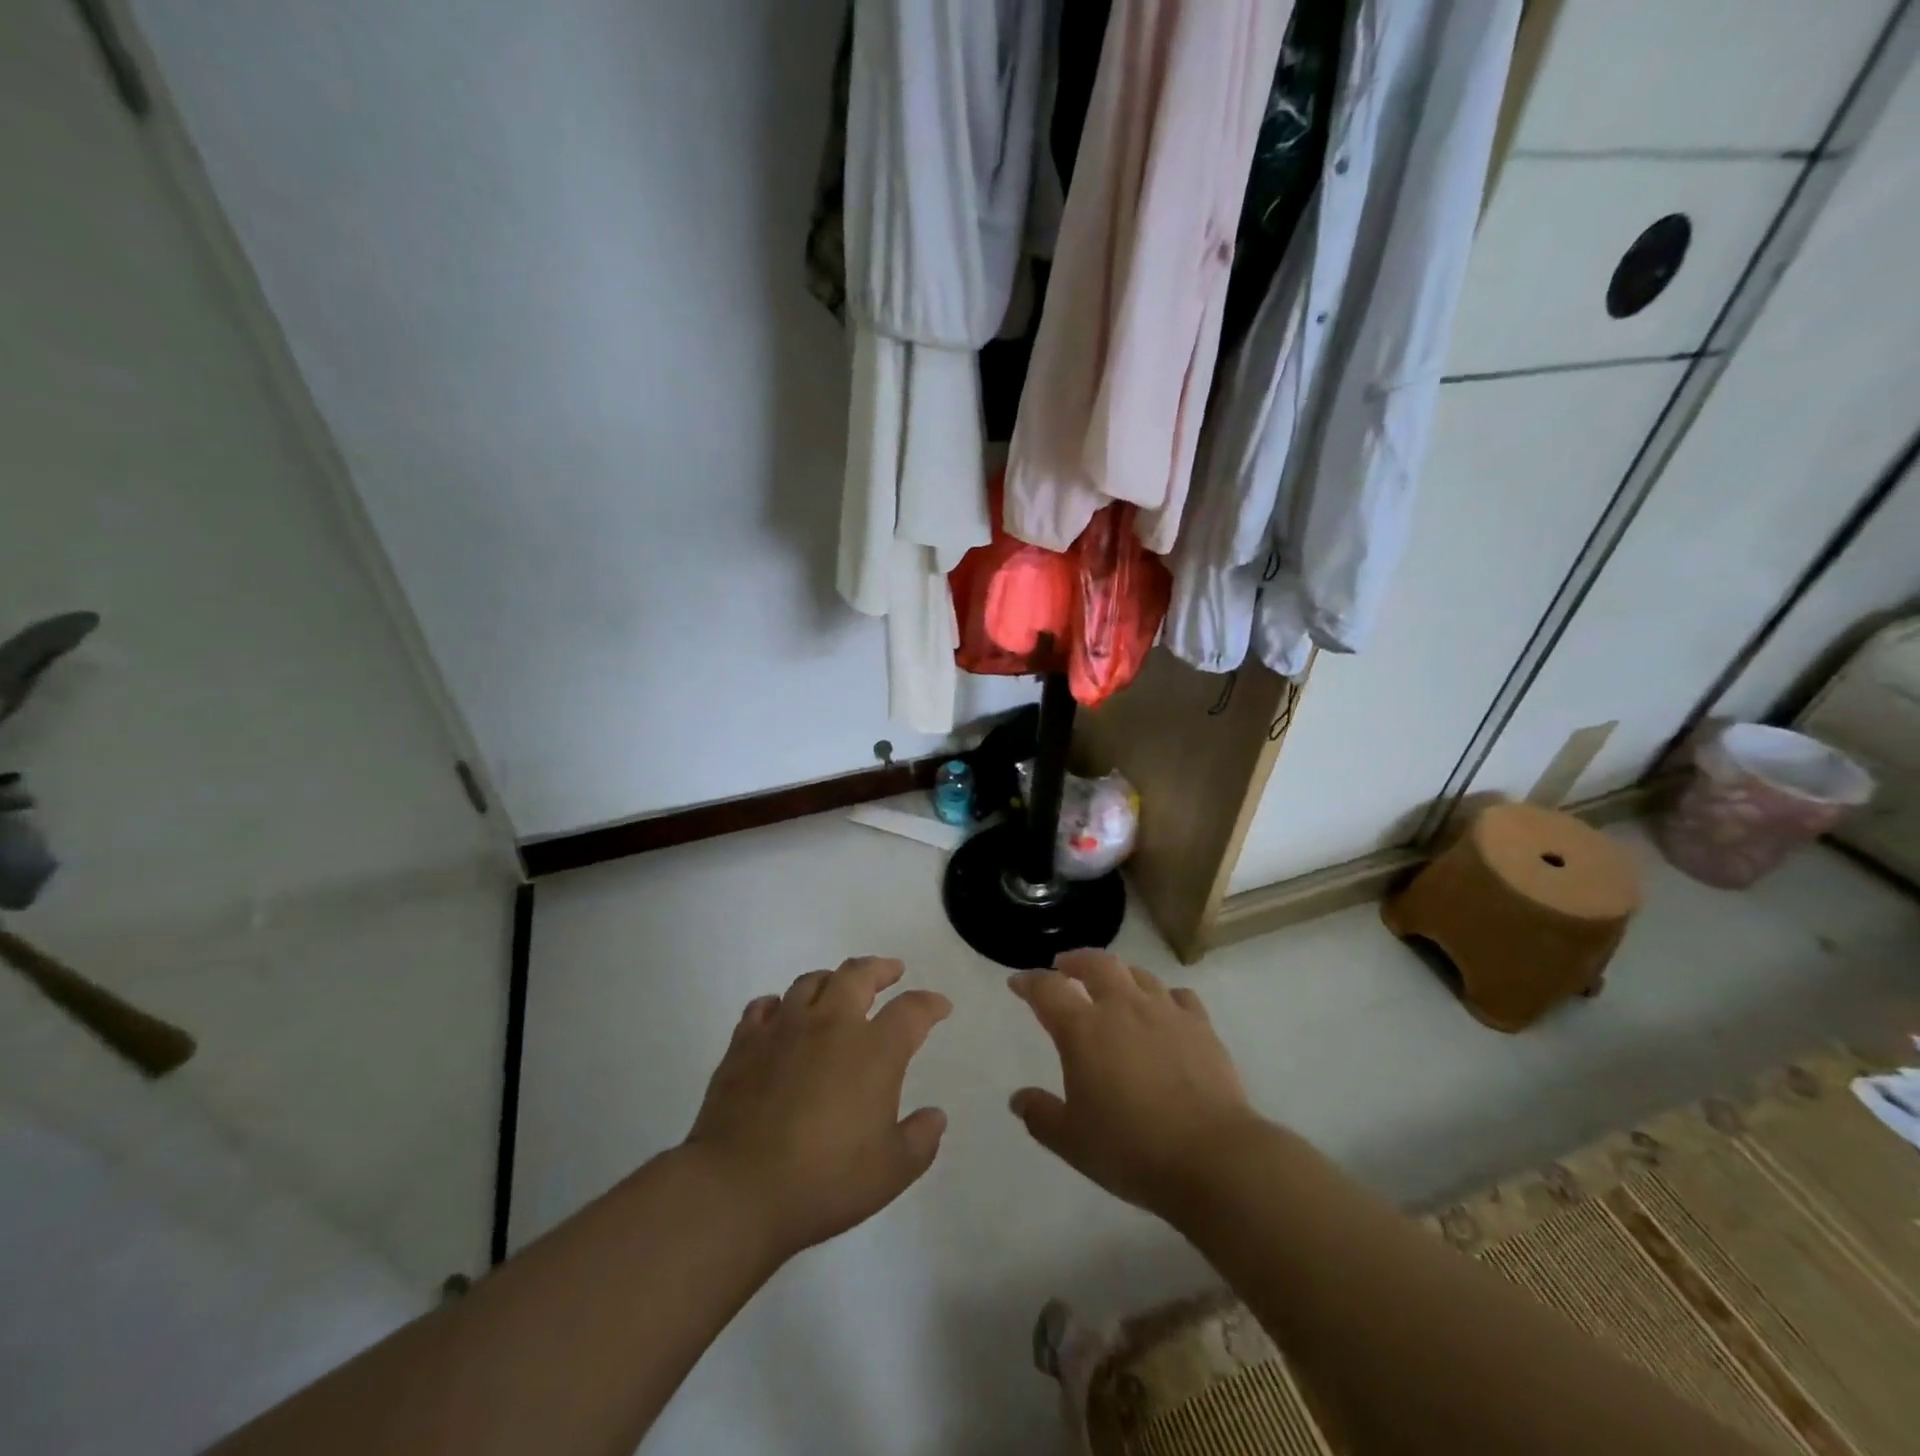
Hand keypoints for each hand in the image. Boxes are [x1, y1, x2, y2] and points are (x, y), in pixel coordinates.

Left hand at [685, 956, 950, 1260]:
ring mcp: (783, 1028)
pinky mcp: (744, 1042)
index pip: (911, 1011)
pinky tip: (780, 1015)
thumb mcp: (891, 1172)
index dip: (930, 1004)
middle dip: (880, 968)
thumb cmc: (824, 1181)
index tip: (940, 1007)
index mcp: (873, 1050)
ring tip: (838, 987)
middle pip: (858, 974)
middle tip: (891, 971)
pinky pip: (763, 1007)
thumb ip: (920, 1140)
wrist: (737, 1189)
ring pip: (810, 982)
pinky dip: (778, 1004)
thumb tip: (935, 1116)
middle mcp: (831, 1024)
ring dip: (831, 979)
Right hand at [1008, 949, 1261, 1219]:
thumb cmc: (1131, 1149)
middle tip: (1065, 966)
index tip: (1018, 982)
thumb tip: (1018, 1099)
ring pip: (1137, 974)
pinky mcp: (1200, 1025)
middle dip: (1075, 960)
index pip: (1047, 989)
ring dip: (1118, 974)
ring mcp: (1165, 1011)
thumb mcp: (1072, 1141)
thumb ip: (1041, 1116)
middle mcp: (1122, 1007)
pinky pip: (1179, 996)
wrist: (1212, 1157)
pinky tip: (1164, 1009)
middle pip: (1095, 964)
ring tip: (1113, 984)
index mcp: (1083, 1029)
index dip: (1029, 982)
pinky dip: (1164, 996)